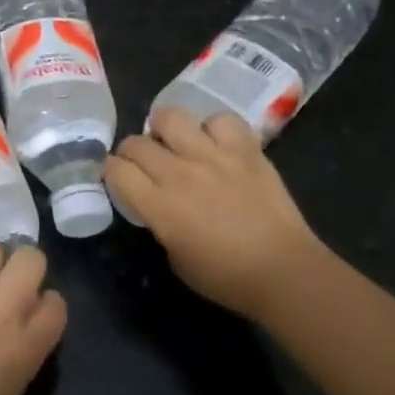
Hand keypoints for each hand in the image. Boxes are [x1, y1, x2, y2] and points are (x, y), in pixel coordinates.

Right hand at [104, 107, 321, 320]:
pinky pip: (221, 120)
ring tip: (174, 141)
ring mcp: (213, 156)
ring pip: (171, 116)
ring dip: (164, 128)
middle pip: (136, 143)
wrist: (283, 271)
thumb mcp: (175, 259)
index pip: (115, 170)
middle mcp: (179, 173)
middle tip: (143, 164)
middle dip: (131, 152)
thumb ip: (160, 224)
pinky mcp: (245, 150)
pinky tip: (216, 143)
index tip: (118, 179)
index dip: (110, 172)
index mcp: (158, 205)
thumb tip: (159, 207)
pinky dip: (213, 128)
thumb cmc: (226, 277)